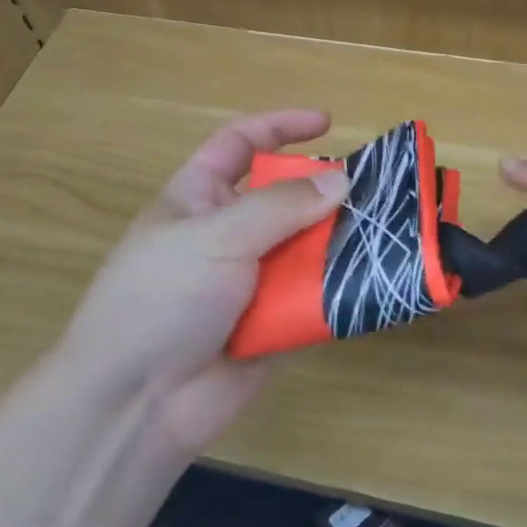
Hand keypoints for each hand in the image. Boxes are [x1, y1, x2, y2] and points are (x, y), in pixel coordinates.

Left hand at [56, 109, 347, 458]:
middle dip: (328, 192)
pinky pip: (316, 295)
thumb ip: (282, 205)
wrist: (136, 403)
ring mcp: (252, 279)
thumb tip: (342, 180)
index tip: (328, 123)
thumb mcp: (217, 236)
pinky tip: (377, 279)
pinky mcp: (274, 322)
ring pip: (308, 246)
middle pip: (287, 197)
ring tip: (390, 232)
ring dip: (342, 241)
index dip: (280, 127)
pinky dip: (342, 288)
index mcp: (199, 198)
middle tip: (378, 190)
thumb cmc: (163, 298)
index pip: (241, 145)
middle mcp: (229, 233)